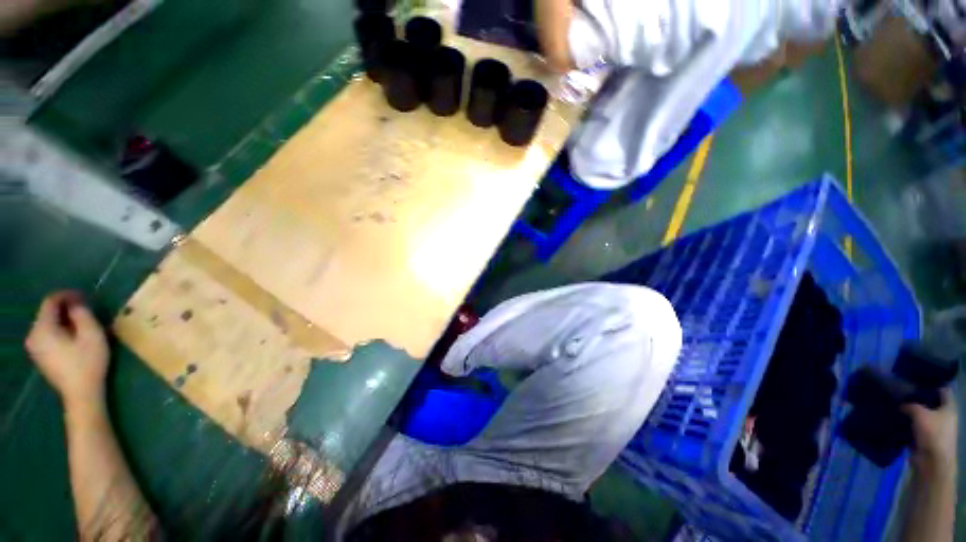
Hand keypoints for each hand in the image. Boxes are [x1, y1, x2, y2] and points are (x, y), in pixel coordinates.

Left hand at [25, 291, 109, 411]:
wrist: (81, 394)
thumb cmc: (87, 362)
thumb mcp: (91, 333)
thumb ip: (81, 313)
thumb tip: (76, 302)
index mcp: (42, 328)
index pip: (50, 301)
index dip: (66, 295)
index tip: (84, 296)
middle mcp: (33, 335)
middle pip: (47, 313)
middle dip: (65, 308)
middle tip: (85, 310)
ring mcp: (35, 348)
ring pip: (47, 325)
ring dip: (63, 320)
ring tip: (81, 323)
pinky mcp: (40, 356)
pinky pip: (47, 336)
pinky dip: (60, 331)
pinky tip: (73, 337)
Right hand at [903, 389, 958, 474]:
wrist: (931, 462)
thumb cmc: (932, 434)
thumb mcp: (920, 414)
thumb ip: (910, 405)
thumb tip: (901, 402)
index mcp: (949, 407)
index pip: (942, 390)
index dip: (931, 384)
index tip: (916, 380)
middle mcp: (944, 416)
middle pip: (931, 403)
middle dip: (918, 399)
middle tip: (903, 393)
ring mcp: (935, 428)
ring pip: (922, 416)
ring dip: (911, 413)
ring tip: (897, 406)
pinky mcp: (926, 438)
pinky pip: (915, 427)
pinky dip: (907, 425)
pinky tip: (897, 421)